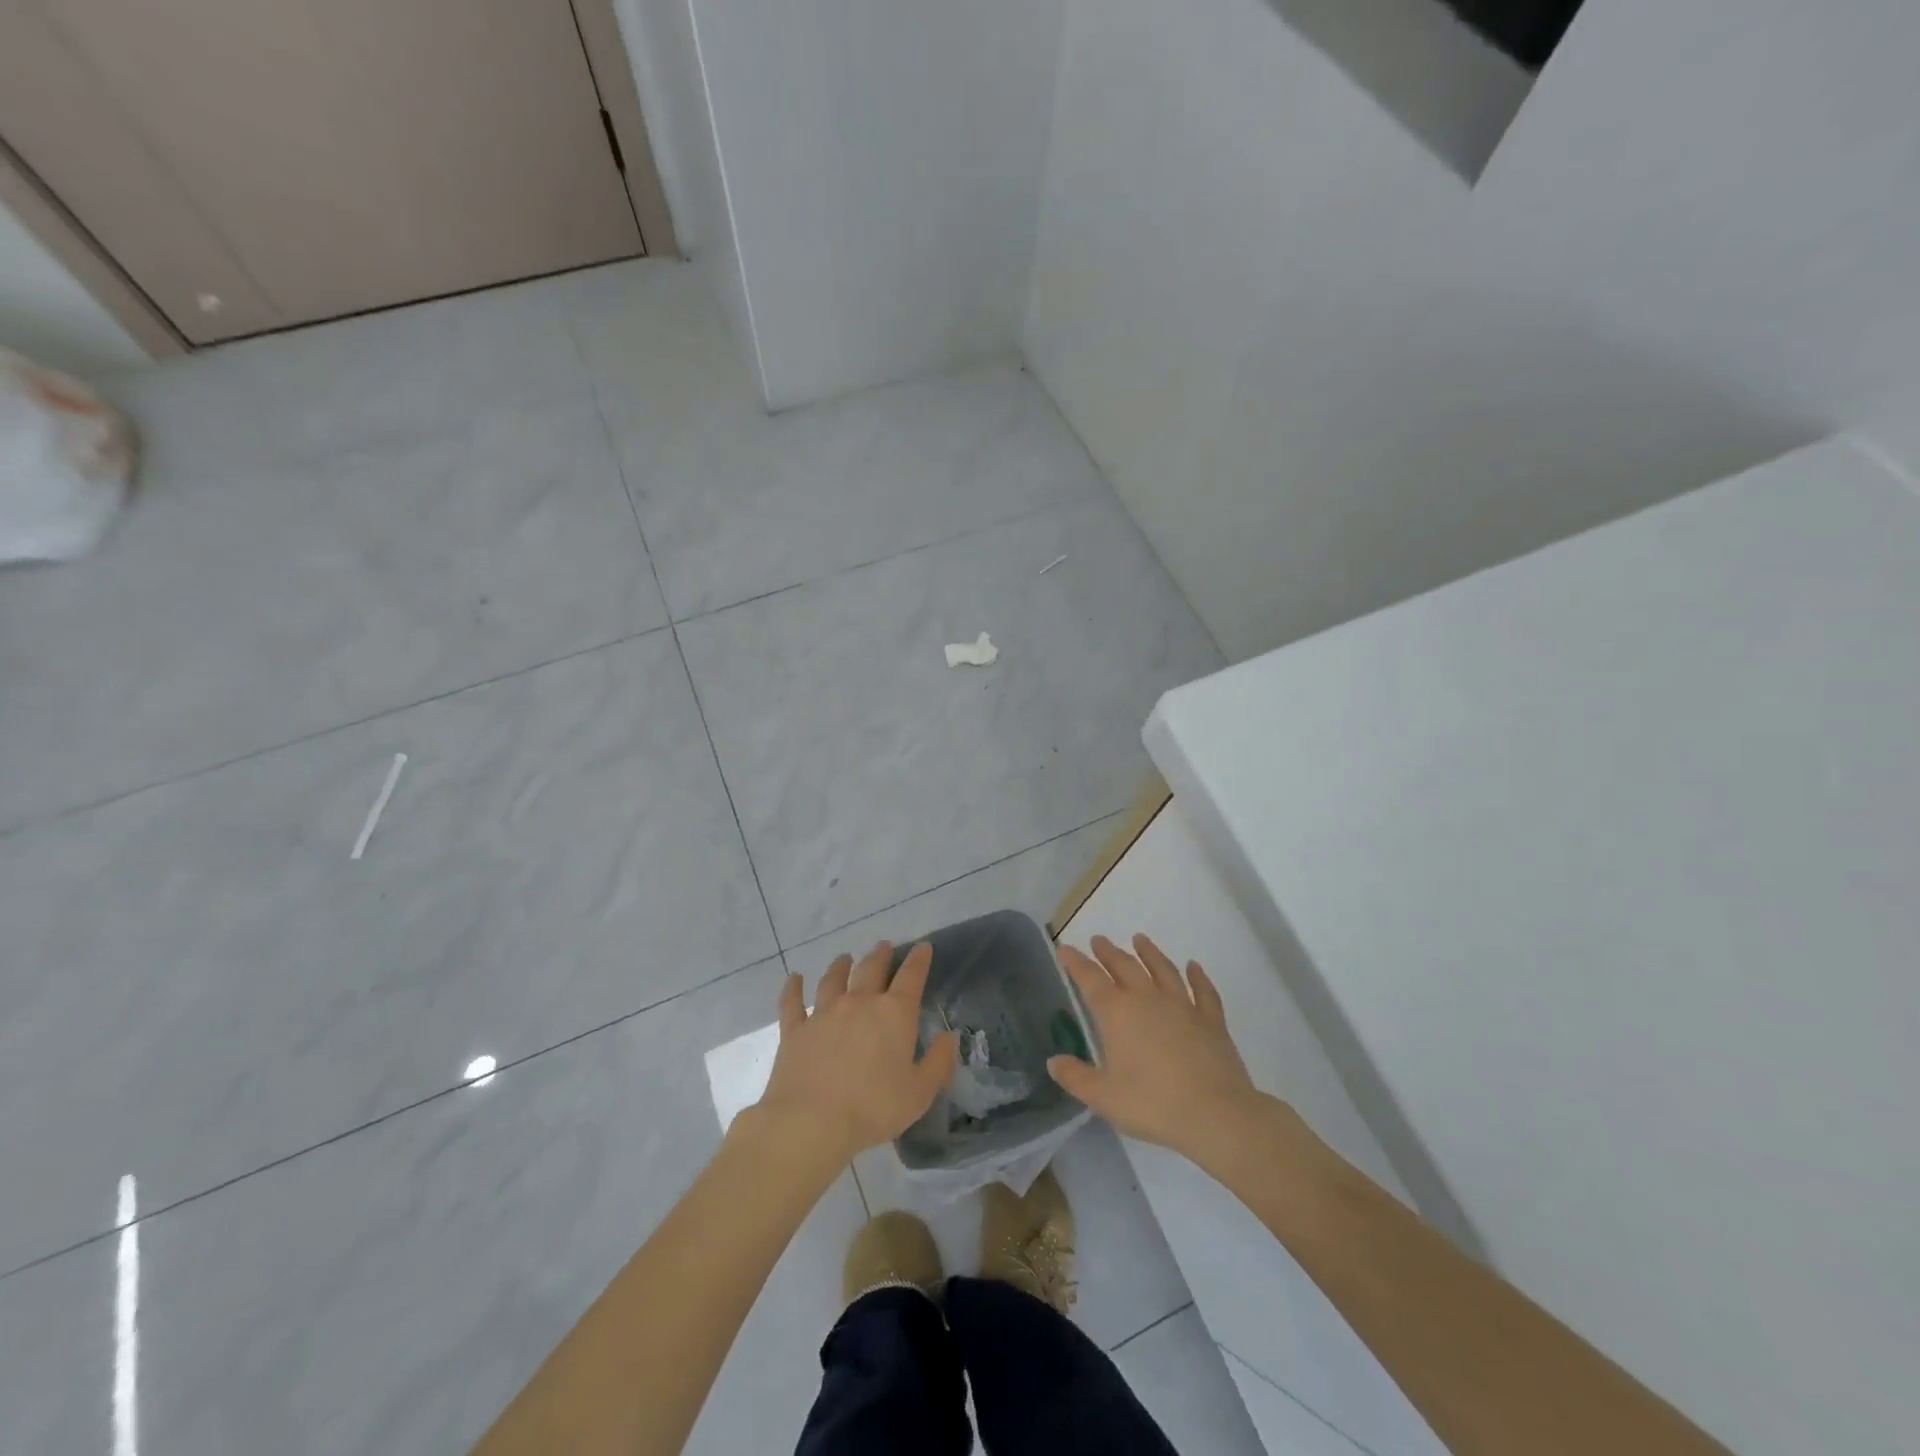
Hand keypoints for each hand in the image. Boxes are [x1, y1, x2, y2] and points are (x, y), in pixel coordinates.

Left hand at [755, 941, 958, 1166]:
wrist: (810, 1122)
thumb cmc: (873, 1109)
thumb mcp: (919, 1093)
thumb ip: (939, 1062)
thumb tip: (949, 1036)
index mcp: (894, 1014)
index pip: (911, 977)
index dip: (919, 959)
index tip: (923, 947)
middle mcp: (859, 1002)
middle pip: (871, 968)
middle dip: (881, 955)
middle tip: (884, 947)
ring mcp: (824, 1013)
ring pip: (833, 979)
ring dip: (841, 966)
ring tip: (845, 958)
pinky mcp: (795, 1029)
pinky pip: (793, 1002)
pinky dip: (793, 988)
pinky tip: (794, 978)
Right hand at [1049, 934, 1260, 1158]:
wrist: (1215, 1114)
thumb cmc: (1152, 1104)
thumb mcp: (1103, 1097)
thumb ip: (1076, 1077)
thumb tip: (1053, 1062)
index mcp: (1118, 1013)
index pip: (1090, 980)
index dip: (1075, 962)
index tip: (1065, 949)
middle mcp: (1148, 999)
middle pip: (1125, 967)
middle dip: (1109, 952)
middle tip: (1098, 940)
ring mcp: (1183, 1006)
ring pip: (1163, 969)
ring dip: (1149, 953)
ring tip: (1140, 939)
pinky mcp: (1211, 1020)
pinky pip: (1203, 991)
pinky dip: (1198, 976)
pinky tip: (1194, 966)